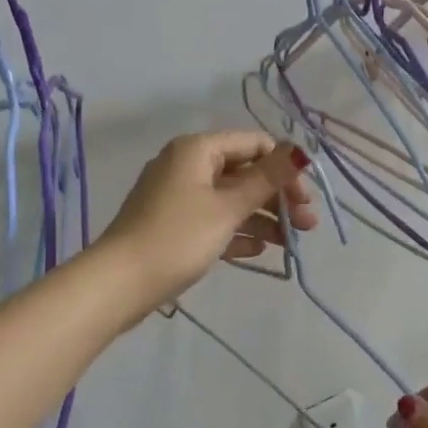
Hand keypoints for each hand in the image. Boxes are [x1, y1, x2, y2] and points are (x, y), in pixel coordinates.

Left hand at [97, 131, 318, 318]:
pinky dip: (237, 232)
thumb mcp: (228, 207)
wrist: (120, 283)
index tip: (306, 199)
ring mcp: (179, 197)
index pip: (254, 144)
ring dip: (263, 218)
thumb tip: (301, 151)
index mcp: (197, 150)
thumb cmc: (177, 237)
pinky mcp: (174, 225)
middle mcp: (187, 165)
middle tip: (307, 226)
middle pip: (244, 173)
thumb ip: (267, 179)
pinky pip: (214, 221)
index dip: (284, 168)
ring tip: (291, 245)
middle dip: (278, 197)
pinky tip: (259, 250)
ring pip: (231, 200)